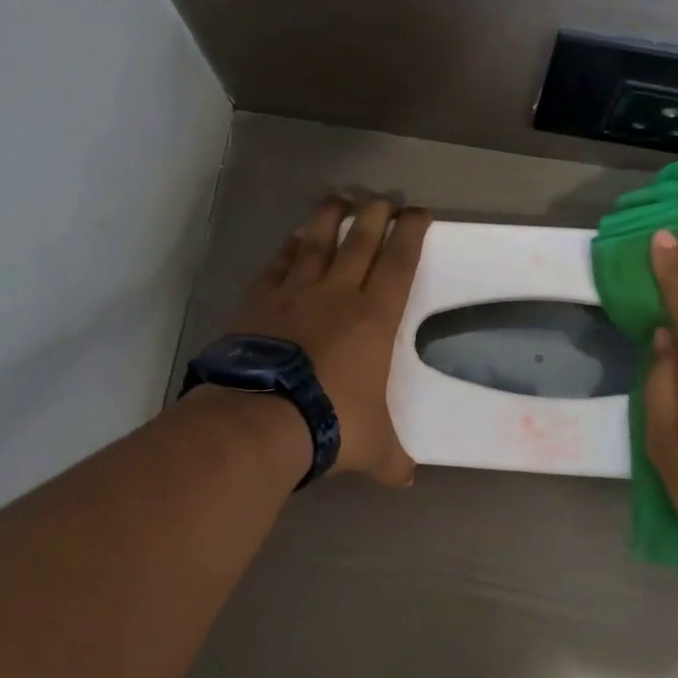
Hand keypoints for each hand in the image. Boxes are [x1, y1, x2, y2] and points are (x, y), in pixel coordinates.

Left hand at [226, 196, 430, 486]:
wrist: (260, 417)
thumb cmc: (329, 423)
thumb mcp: (373, 448)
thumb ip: (391, 459)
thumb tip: (405, 480)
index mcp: (374, 318)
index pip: (399, 262)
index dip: (412, 233)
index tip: (419, 213)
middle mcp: (336, 294)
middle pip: (359, 239)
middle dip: (375, 213)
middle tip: (383, 197)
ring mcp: (293, 293)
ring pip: (316, 241)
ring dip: (329, 217)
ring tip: (338, 199)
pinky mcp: (258, 302)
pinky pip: (277, 264)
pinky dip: (287, 249)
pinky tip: (291, 241)